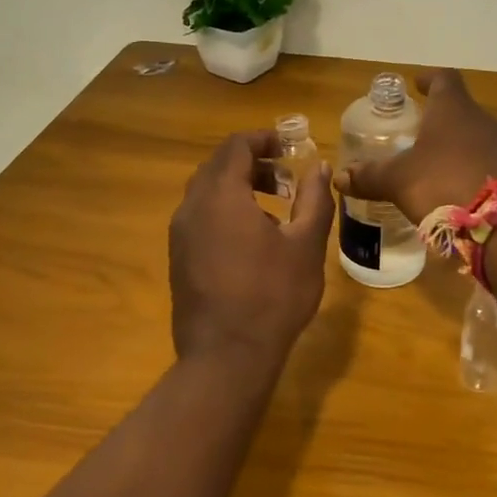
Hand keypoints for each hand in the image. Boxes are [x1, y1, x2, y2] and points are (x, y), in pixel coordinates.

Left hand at [170, 130, 335, 367]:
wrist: (226, 356)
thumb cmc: (272, 296)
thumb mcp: (306, 245)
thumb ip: (314, 199)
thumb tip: (319, 167)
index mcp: (221, 195)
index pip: (236, 146)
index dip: (264, 139)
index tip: (290, 146)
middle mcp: (192, 207)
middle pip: (218, 166)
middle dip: (253, 164)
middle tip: (286, 179)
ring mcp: (180, 234)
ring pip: (206, 192)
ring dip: (239, 188)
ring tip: (275, 209)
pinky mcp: (178, 258)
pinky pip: (200, 217)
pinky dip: (225, 211)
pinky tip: (252, 240)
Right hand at [333, 70, 496, 223]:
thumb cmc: (444, 184)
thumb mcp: (399, 181)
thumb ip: (370, 177)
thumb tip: (339, 178)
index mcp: (453, 109)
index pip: (443, 79)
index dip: (428, 79)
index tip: (417, 84)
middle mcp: (483, 120)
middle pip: (461, 110)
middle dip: (440, 120)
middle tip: (418, 133)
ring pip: (476, 137)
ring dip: (457, 147)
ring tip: (435, 166)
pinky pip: (490, 164)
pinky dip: (472, 170)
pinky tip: (458, 191)